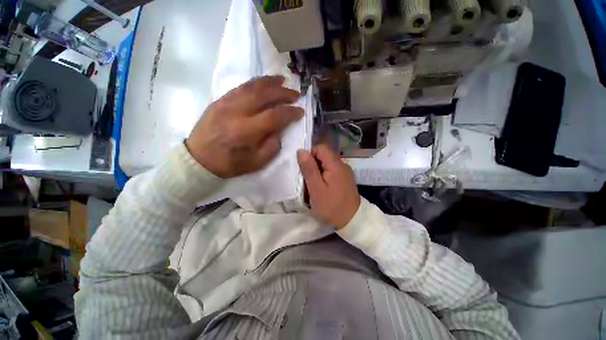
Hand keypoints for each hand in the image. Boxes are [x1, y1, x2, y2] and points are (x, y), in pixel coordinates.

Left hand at [186, 76, 302, 177]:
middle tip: (296, 94)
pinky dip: (255, 83)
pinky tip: (264, 83)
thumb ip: (272, 146)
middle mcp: (236, 112)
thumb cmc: (230, 164)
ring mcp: (226, 103)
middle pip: (264, 95)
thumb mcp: (257, 162)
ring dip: (270, 82)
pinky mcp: (220, 100)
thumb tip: (279, 129)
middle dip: (283, 93)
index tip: (300, 111)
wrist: (198, 159)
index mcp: (246, 131)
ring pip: (251, 86)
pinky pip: (240, 87)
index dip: (290, 112)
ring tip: (283, 80)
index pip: (274, 116)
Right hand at [297, 145, 360, 228]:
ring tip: (312, 183)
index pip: (320, 147)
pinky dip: (324, 175)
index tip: (303, 167)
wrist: (353, 221)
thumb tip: (301, 151)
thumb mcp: (316, 188)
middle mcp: (342, 164)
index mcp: (336, 165)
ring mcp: (345, 172)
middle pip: (324, 155)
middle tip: (306, 178)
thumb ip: (309, 169)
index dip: (310, 154)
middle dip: (312, 163)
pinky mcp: (345, 178)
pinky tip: (321, 186)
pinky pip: (332, 171)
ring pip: (327, 163)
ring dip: (317, 170)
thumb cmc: (331, 206)